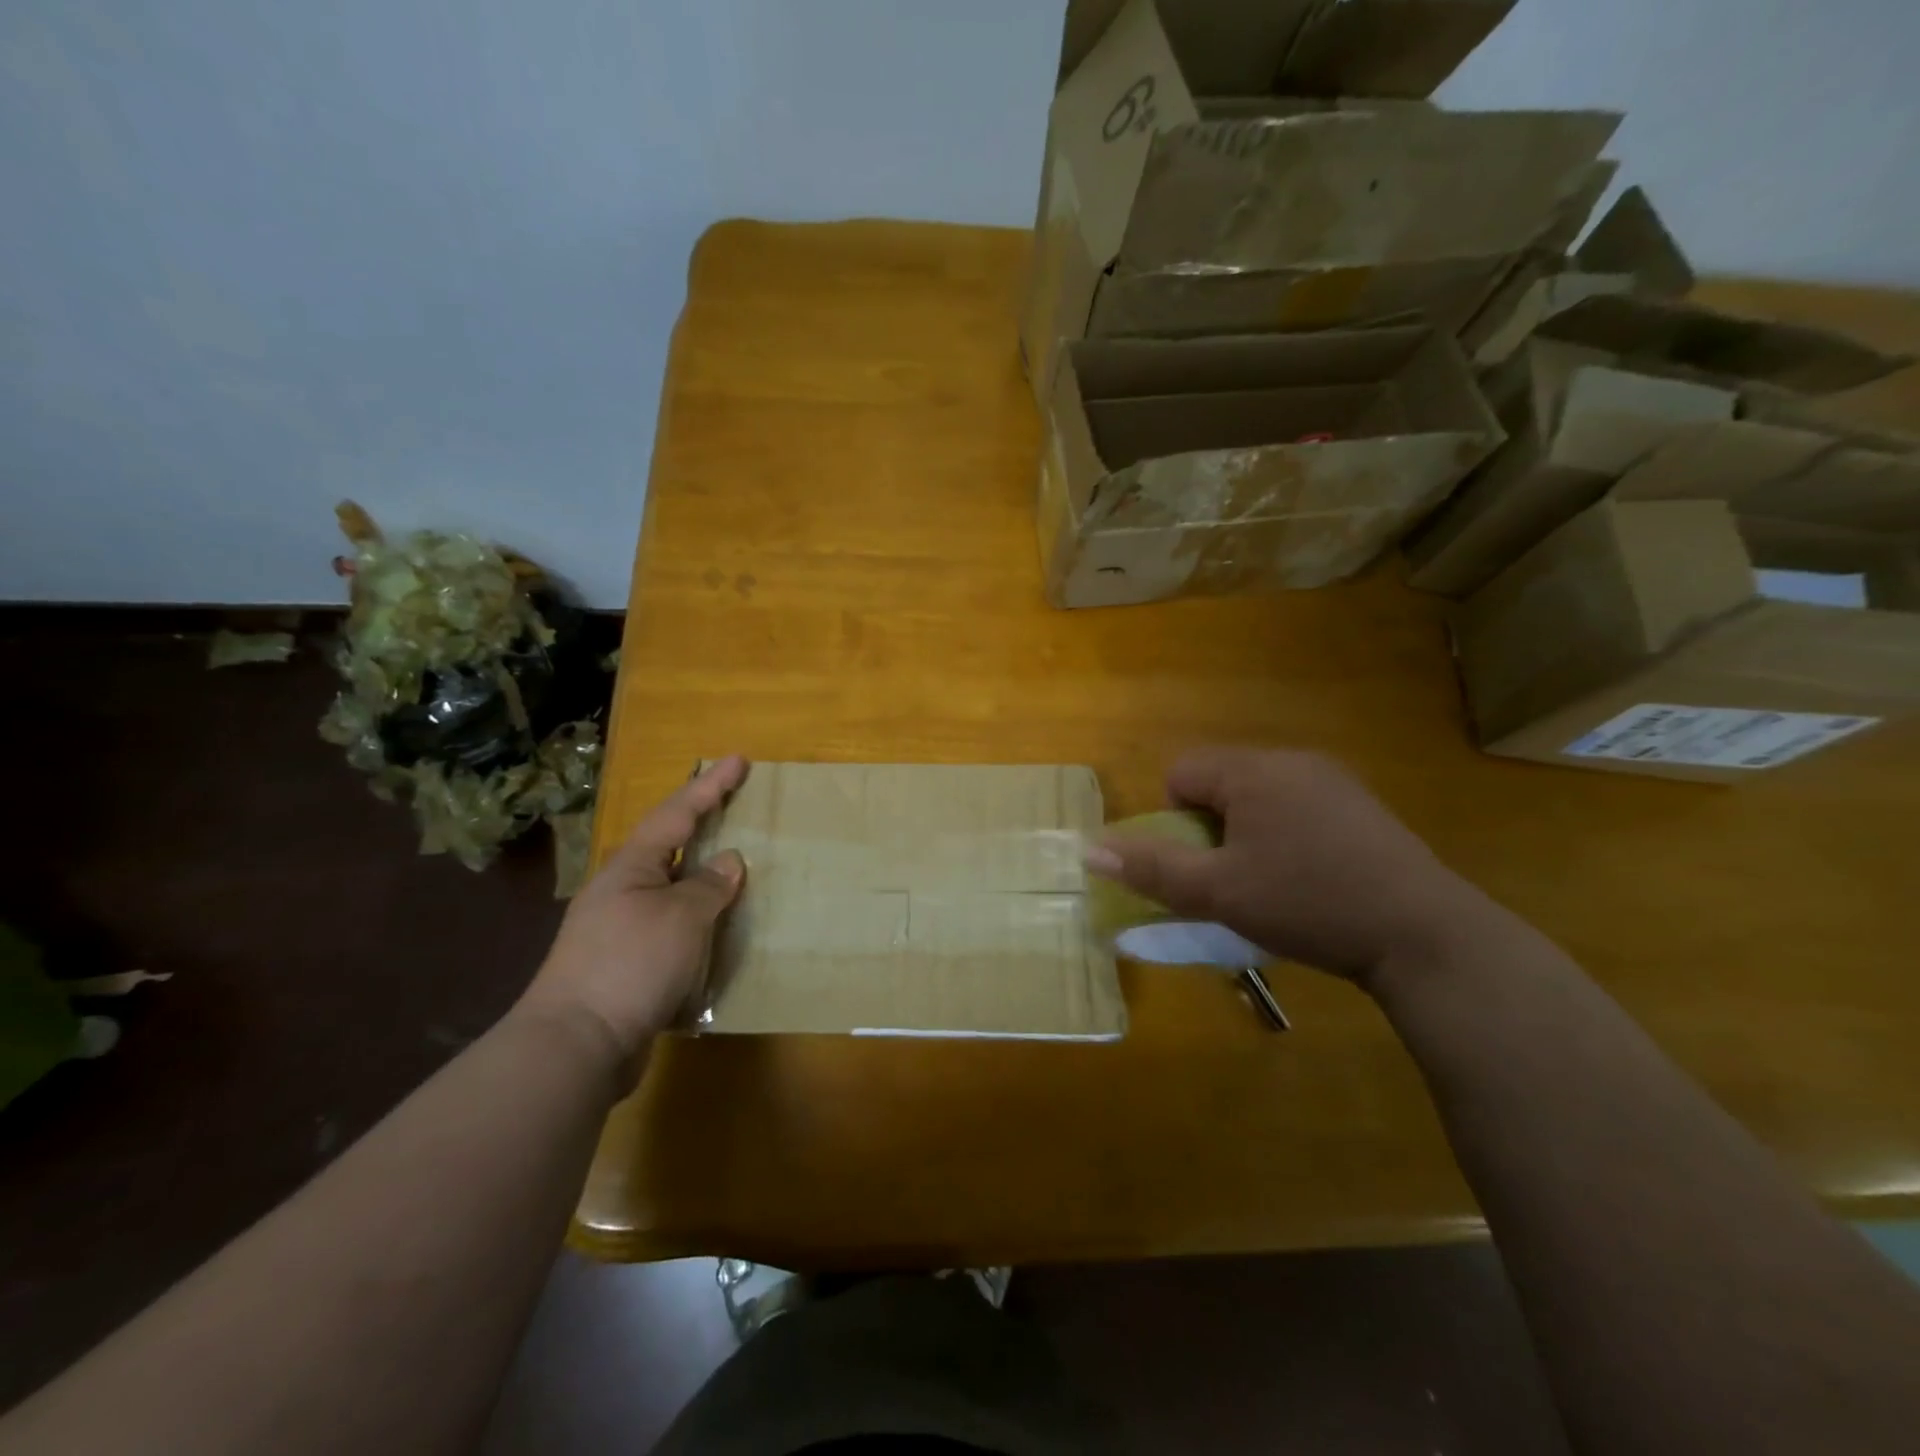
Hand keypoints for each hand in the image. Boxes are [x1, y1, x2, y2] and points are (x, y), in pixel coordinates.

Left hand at [518, 756, 747, 1063]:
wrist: (576, 1045)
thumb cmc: (630, 964)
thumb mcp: (681, 917)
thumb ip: (708, 886)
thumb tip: (728, 861)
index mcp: (631, 867)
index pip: (676, 813)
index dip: (709, 785)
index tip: (738, 758)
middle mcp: (622, 891)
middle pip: (669, 847)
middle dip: (702, 827)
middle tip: (736, 808)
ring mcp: (621, 930)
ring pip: (672, 891)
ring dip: (703, 880)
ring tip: (737, 872)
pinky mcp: (627, 967)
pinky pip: (673, 930)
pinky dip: (700, 924)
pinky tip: (720, 933)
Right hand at [1086, 748, 1472, 985]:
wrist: (1421, 934)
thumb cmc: (1306, 904)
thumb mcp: (1218, 893)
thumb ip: (1152, 869)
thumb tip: (1090, 851)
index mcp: (1252, 771)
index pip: (1181, 773)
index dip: (1177, 822)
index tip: (1206, 865)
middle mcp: (1291, 760)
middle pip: (1219, 781)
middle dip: (1212, 827)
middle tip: (1235, 878)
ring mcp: (1332, 778)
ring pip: (1259, 795)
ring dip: (1248, 831)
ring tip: (1274, 882)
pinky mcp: (1361, 804)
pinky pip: (1297, 804)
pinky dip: (1288, 833)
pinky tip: (1314, 877)